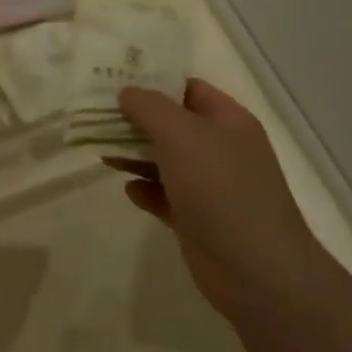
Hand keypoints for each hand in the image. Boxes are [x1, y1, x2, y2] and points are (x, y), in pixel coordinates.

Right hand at [108, 79, 315, 315]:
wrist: (256, 271)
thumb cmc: (221, 189)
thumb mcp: (182, 135)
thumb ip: (150, 107)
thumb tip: (127, 92)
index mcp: (228, 121)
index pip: (188, 89)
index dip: (153, 81)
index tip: (113, 80)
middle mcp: (221, 150)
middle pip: (172, 125)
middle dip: (135, 120)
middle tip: (95, 116)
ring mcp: (211, 187)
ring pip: (165, 161)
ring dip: (135, 155)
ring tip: (102, 152)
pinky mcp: (197, 220)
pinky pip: (165, 197)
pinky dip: (146, 190)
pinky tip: (128, 190)